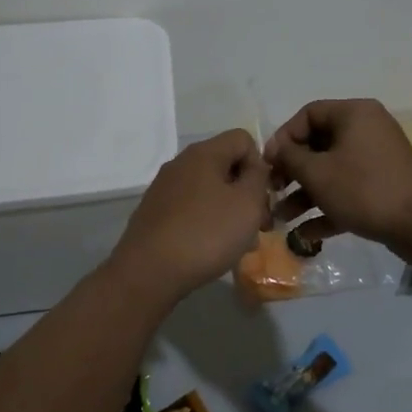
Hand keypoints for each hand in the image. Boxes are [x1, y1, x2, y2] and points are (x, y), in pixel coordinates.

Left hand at [106, 130, 272, 304]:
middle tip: (258, 225)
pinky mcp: (155, 213)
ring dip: (230, 211)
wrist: (148, 272)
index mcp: (204, 153)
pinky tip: (212, 249)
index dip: (260, 164)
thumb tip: (255, 167)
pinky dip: (207, 222)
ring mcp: (164, 188)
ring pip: (210, 190)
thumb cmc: (206, 233)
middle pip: (226, 166)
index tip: (263, 196)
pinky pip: (191, 208)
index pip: (242, 139)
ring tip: (240, 244)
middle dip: (247, 193)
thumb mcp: (247, 203)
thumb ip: (259, 177)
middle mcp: (181, 163)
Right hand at [264, 99, 411, 247]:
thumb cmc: (364, 189)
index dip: (284, 137)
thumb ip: (290, 158)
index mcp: (354, 114)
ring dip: (305, 195)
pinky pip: (348, 191)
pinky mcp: (384, 187)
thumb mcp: (318, 172)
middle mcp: (367, 130)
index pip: (309, 114)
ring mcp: (377, 159)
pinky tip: (305, 235)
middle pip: (319, 144)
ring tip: (282, 220)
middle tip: (273, 192)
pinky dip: (328, 208)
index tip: (268, 164)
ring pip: (332, 172)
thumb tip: (277, 150)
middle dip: (292, 172)